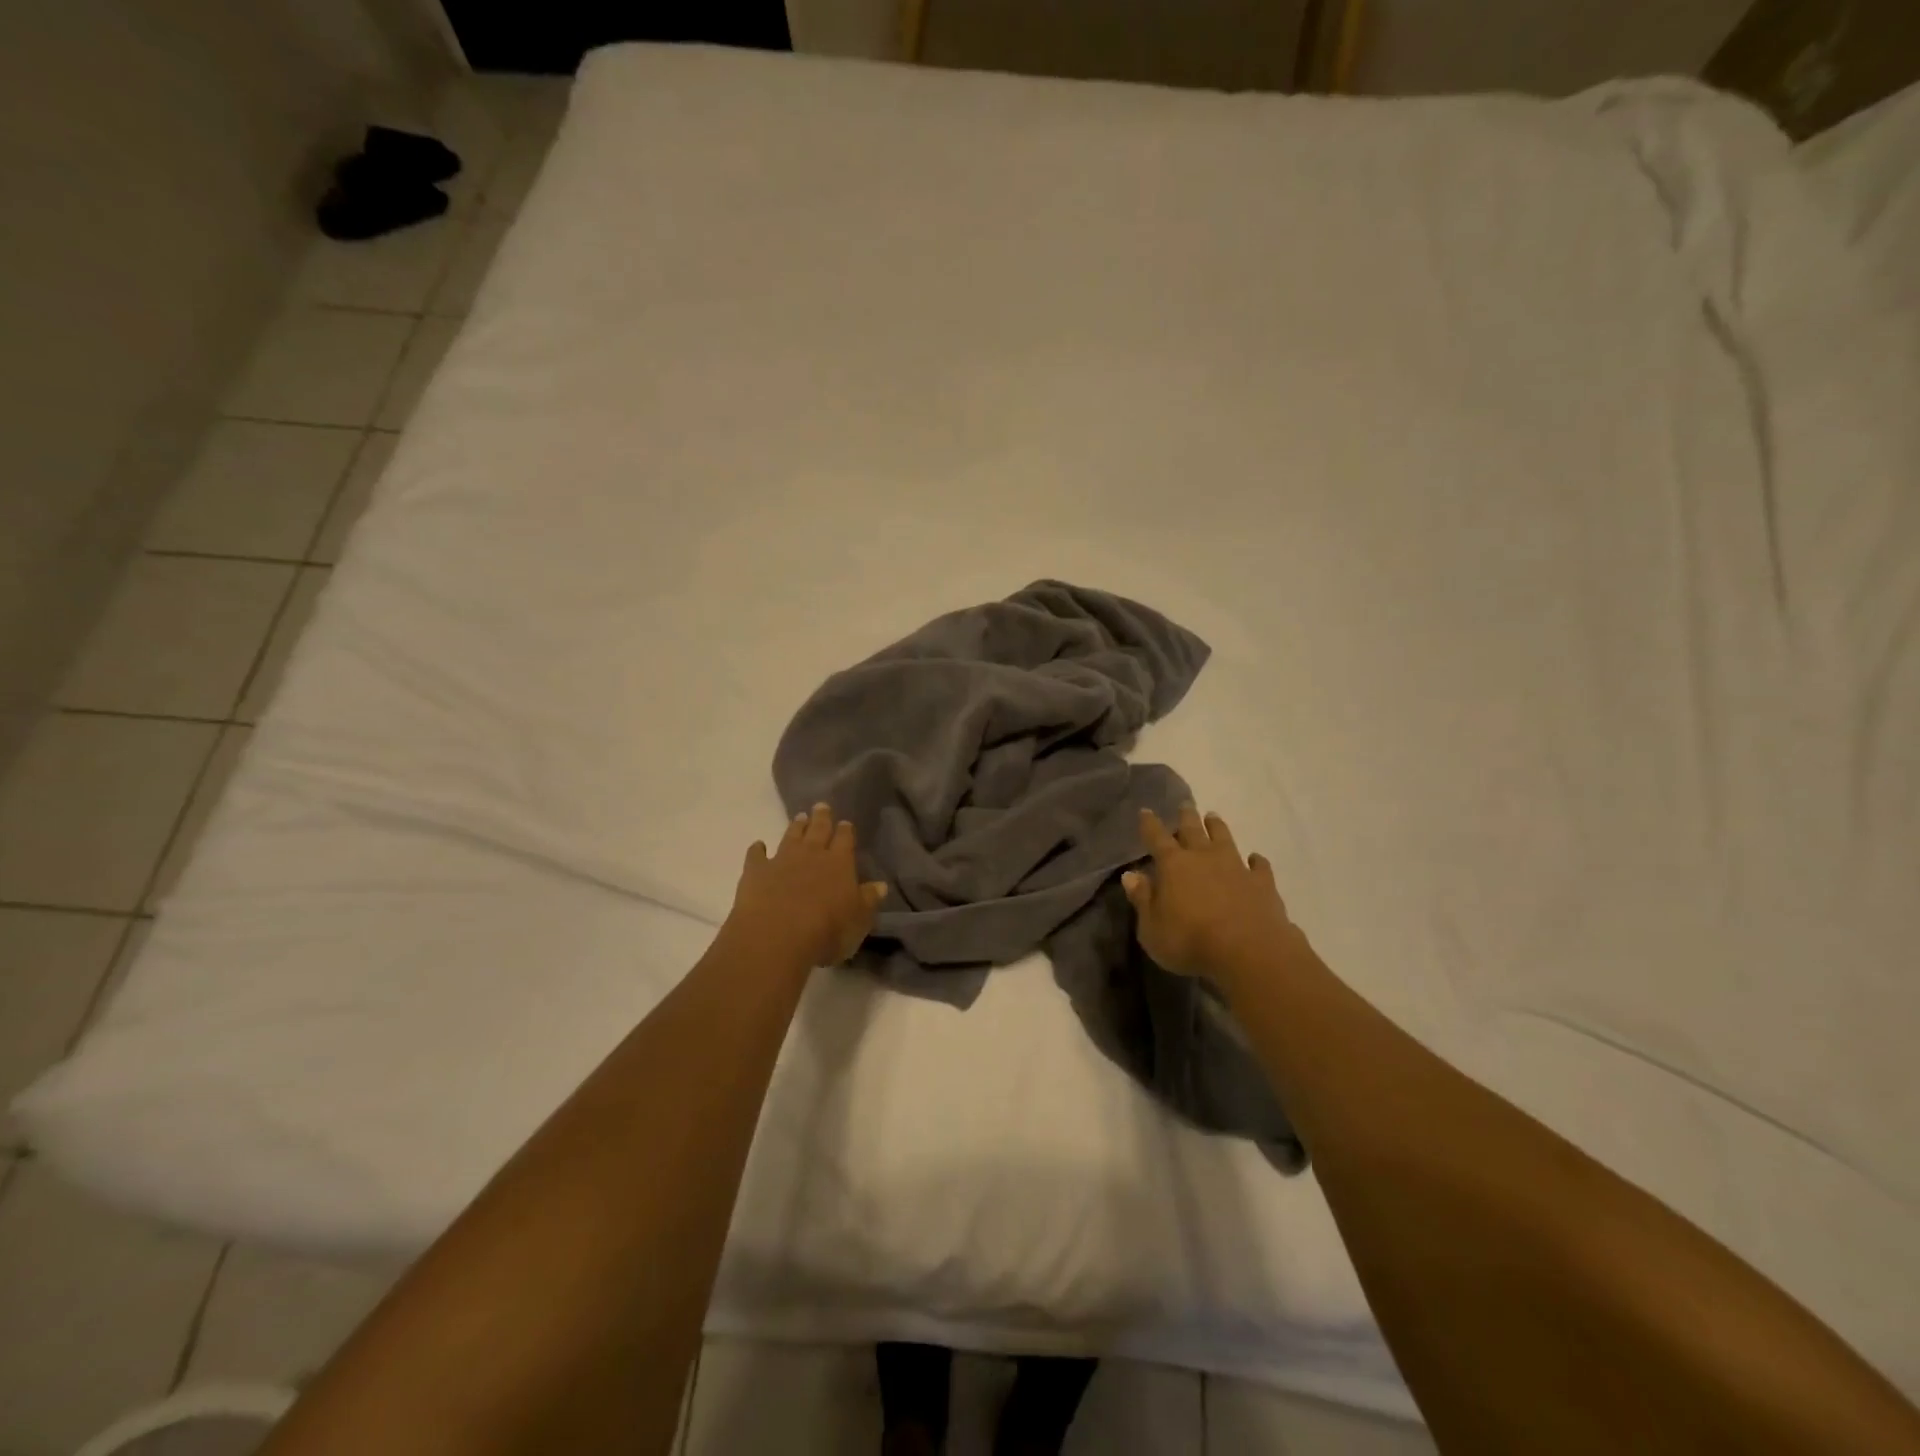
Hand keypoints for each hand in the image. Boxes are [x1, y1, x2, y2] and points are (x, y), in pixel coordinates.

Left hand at [727, 803, 888, 969]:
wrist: (777, 935)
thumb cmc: (827, 930)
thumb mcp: (859, 919)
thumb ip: (868, 900)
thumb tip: (880, 885)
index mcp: (839, 862)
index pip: (845, 839)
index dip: (845, 830)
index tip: (845, 822)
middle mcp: (811, 854)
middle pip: (818, 830)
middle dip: (821, 818)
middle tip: (821, 806)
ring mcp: (781, 860)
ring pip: (790, 836)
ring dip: (795, 827)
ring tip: (799, 817)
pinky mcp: (756, 871)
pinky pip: (756, 855)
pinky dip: (757, 849)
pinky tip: (758, 845)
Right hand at [1122, 805, 1295, 987]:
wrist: (1249, 951)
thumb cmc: (1190, 941)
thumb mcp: (1152, 928)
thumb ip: (1142, 900)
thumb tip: (1130, 875)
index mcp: (1173, 865)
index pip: (1157, 837)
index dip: (1150, 824)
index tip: (1146, 811)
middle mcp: (1204, 858)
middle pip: (1193, 830)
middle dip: (1186, 817)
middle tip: (1185, 804)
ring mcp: (1236, 867)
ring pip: (1225, 839)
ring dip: (1217, 827)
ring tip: (1213, 816)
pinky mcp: (1262, 883)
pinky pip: (1259, 866)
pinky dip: (1256, 861)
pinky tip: (1256, 858)